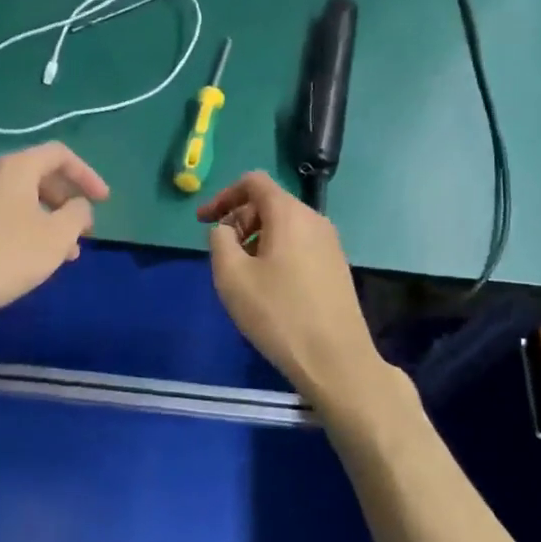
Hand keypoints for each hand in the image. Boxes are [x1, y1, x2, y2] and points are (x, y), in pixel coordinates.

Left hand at [0, 143, 109, 329]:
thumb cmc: (6, 256)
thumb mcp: (56, 236)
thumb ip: (77, 214)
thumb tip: (79, 206)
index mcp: (16, 168)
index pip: (59, 154)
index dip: (87, 174)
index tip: (103, 201)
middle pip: (41, 175)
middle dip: (69, 199)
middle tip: (85, 228)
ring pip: (24, 199)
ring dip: (51, 219)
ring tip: (68, 252)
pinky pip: (7, 215)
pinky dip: (30, 228)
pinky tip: (36, 259)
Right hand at [199, 172, 385, 408]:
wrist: (336, 360)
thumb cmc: (279, 314)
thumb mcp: (232, 276)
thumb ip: (219, 241)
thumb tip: (224, 230)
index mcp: (289, 213)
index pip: (253, 182)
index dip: (223, 196)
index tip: (203, 221)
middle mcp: (314, 219)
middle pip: (269, 203)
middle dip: (239, 220)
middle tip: (222, 254)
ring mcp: (330, 243)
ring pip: (285, 226)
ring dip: (256, 239)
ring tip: (242, 274)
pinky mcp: (336, 266)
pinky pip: (299, 244)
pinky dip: (277, 252)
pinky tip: (269, 287)